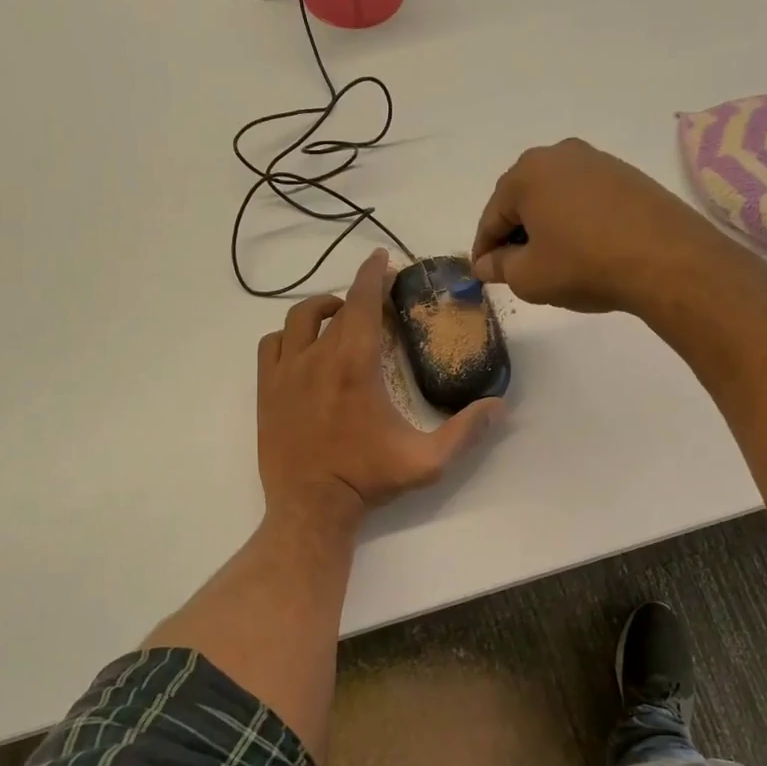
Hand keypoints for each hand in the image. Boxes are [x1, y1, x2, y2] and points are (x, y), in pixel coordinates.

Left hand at [258, 249, 501, 532]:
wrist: (311, 507)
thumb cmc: (367, 480)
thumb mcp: (426, 461)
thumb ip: (466, 432)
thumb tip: (500, 405)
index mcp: (356, 365)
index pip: (363, 302)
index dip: (373, 274)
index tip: (381, 258)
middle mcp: (317, 357)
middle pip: (336, 309)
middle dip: (357, 295)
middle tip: (375, 300)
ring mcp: (286, 372)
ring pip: (298, 319)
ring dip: (321, 310)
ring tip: (337, 316)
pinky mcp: (266, 390)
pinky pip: (271, 345)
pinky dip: (287, 336)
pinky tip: (302, 348)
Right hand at [471, 138, 726, 315]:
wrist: (666, 259)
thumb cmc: (583, 265)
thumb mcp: (528, 277)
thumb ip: (499, 267)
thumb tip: (486, 263)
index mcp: (527, 174)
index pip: (491, 217)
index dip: (483, 250)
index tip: (481, 274)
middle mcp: (559, 155)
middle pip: (522, 200)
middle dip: (513, 234)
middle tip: (514, 269)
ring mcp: (597, 161)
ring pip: (554, 198)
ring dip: (545, 227)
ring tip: (550, 261)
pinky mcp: (626, 175)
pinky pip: (584, 199)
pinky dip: (573, 222)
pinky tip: (582, 249)